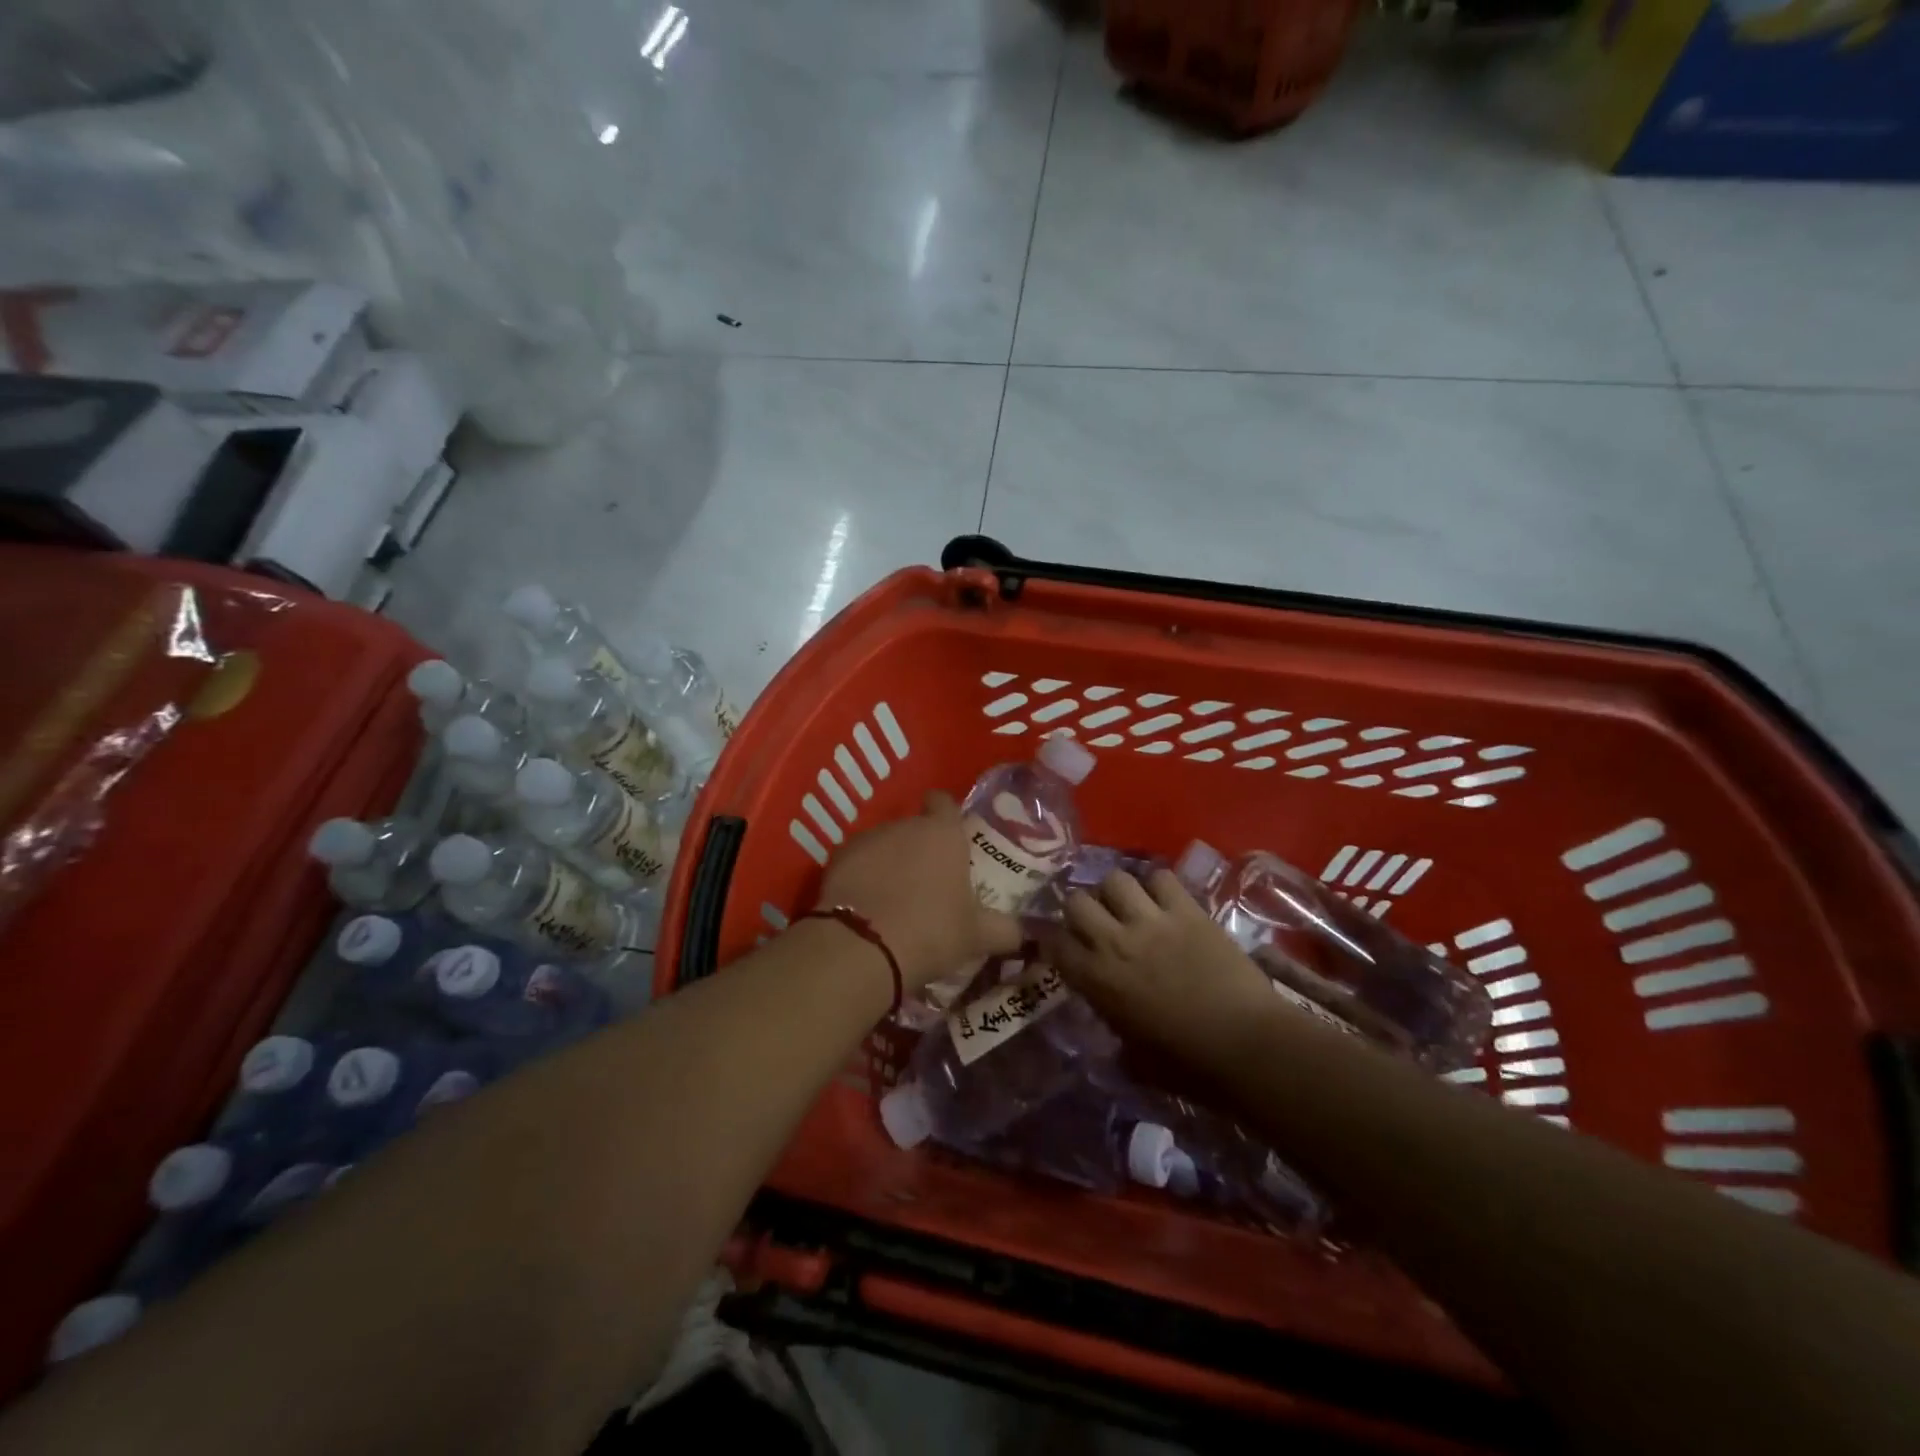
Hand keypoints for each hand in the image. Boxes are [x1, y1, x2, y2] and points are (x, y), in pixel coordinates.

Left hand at [818, 791, 1020, 991]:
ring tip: (893, 898)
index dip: (946, 815)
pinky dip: (861, 877)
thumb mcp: (976, 937)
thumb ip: (1004, 929)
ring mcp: (866, 839)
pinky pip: (856, 863)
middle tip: (927, 882)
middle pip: (913, 828)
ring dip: (889, 862)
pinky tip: (865, 905)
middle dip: (918, 848)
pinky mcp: (836, 860)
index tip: (949, 836)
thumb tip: (1024, 933)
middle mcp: (904, 826)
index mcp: (943, 833)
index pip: (944, 803)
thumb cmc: (931, 932)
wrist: (863, 947)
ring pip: (883, 844)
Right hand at [1041, 869, 1279, 1075]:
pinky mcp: (1188, 911)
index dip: (1056, 942)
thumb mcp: (1136, 1060)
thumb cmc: (1189, 1065)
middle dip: (1082, 909)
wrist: (1247, 1046)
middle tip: (1098, 922)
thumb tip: (1115, 1024)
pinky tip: (1165, 901)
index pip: (1055, 943)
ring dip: (1118, 892)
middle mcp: (1115, 942)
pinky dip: (1159, 886)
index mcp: (1097, 980)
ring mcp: (1152, 921)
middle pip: (1076, 901)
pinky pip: (1161, 878)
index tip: (1067, 947)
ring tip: (1131, 905)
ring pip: (1115, 880)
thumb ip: (1115, 1031)